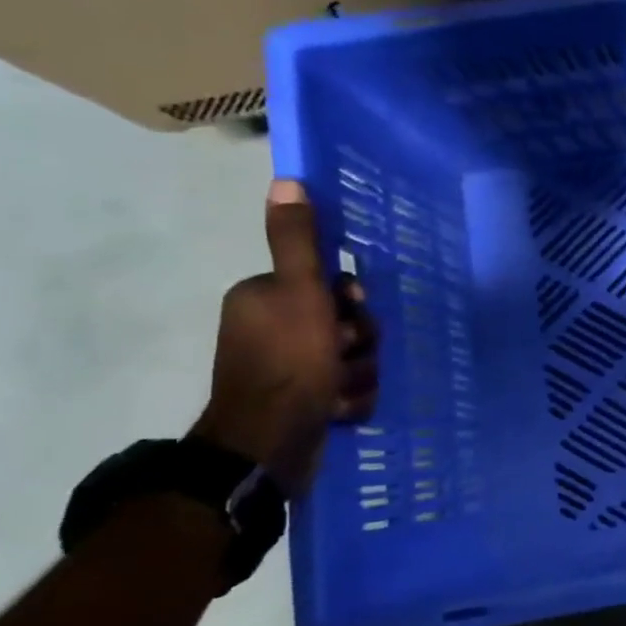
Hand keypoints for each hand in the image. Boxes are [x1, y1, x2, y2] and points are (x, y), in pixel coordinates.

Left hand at [190, 182, 379, 494]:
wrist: (270, 445)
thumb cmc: (289, 362)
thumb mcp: (301, 294)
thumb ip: (297, 242)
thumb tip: (286, 181)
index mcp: (266, 299)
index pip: (329, 286)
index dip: (349, 302)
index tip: (348, 316)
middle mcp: (273, 330)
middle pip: (346, 324)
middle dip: (358, 343)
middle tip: (345, 356)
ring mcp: (289, 370)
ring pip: (352, 359)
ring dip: (358, 374)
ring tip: (340, 392)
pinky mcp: (302, 404)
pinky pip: (347, 390)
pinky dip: (350, 399)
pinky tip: (339, 409)